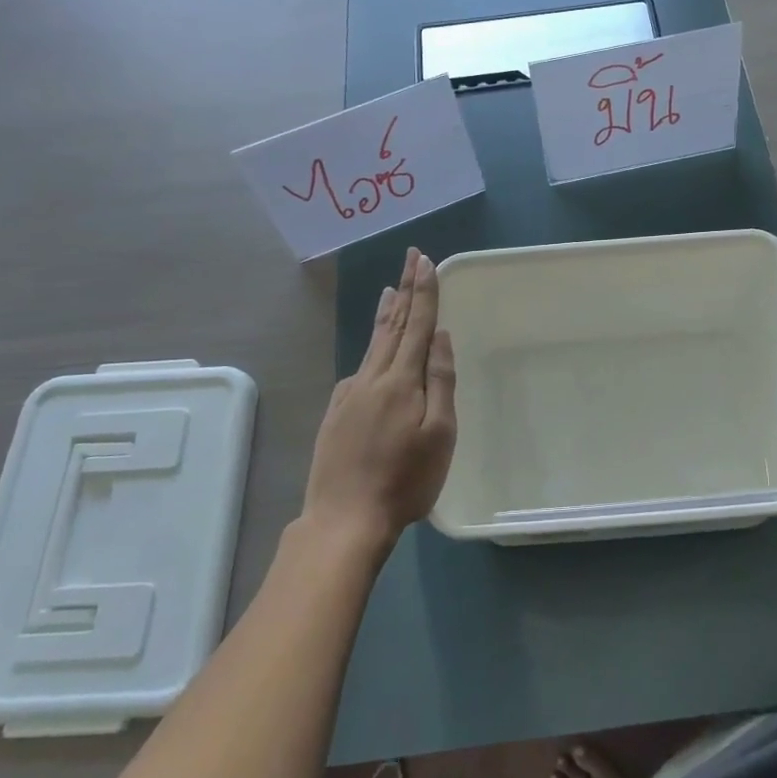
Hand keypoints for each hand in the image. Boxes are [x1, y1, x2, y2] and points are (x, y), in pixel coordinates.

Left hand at [302, 247, 457, 549]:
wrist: (344, 520)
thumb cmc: (404, 480)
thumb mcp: (439, 434)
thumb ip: (440, 381)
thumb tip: (440, 336)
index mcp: (401, 381)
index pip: (417, 324)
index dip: (424, 292)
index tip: (425, 260)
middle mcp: (372, 378)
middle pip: (393, 326)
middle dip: (406, 289)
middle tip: (410, 257)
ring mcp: (349, 395)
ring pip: (373, 345)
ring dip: (386, 314)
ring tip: (390, 290)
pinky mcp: (336, 413)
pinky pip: (359, 369)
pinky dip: (371, 349)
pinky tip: (373, 353)